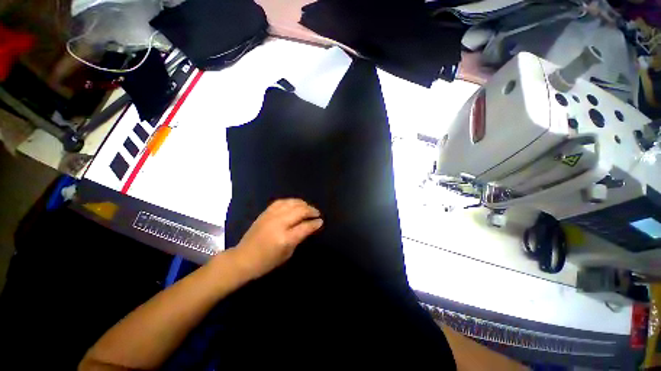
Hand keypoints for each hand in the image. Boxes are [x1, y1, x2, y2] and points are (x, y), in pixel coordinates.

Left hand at [233, 199, 322, 278]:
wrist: (243, 258)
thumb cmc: (267, 261)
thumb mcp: (287, 253)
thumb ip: (300, 237)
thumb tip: (310, 226)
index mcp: (285, 238)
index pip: (305, 226)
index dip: (315, 223)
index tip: (321, 221)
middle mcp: (279, 223)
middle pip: (300, 211)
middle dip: (311, 210)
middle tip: (317, 214)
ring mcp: (271, 216)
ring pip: (292, 203)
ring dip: (303, 204)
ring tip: (308, 208)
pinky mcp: (265, 212)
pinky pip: (281, 201)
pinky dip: (291, 201)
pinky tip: (295, 204)